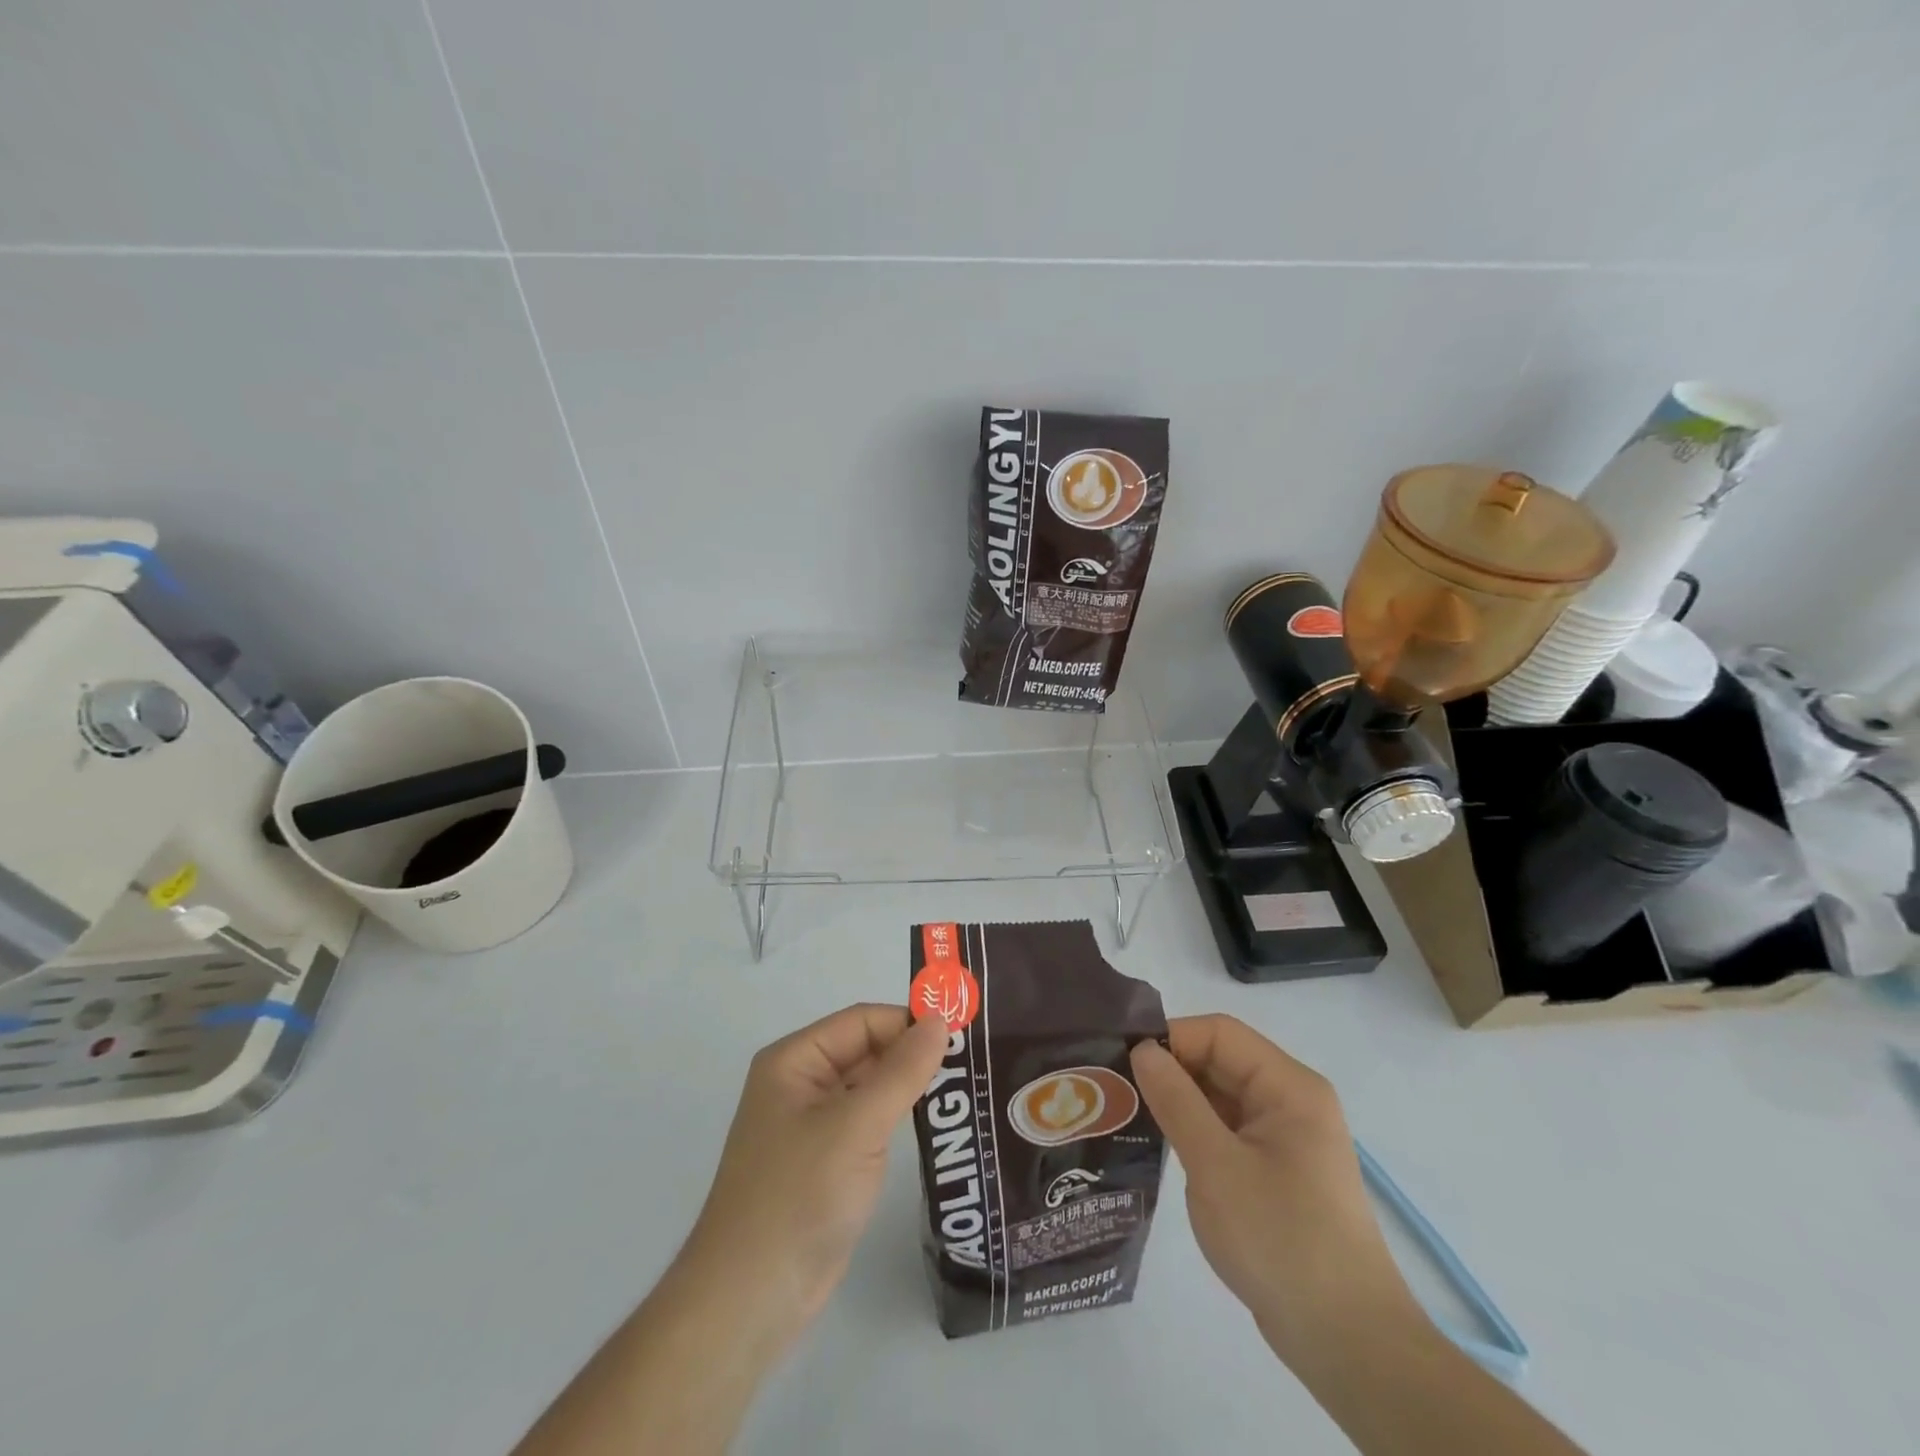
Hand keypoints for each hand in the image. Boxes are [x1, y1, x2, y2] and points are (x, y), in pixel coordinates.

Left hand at [680, 1003, 950, 1349]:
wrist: (750, 1301)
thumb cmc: (798, 1196)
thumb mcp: (856, 1125)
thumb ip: (902, 1070)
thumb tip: (941, 1021)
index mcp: (794, 1060)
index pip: (862, 1021)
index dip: (909, 1022)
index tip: (962, 1035)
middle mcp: (800, 1083)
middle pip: (866, 1049)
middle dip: (913, 1053)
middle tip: (974, 1061)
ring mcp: (813, 1124)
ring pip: (870, 1086)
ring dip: (910, 1085)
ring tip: (967, 1087)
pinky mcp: (826, 1161)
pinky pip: (869, 1122)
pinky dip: (899, 1117)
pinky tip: (937, 1124)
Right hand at [1131, 1016, 1418, 1366]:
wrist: (1346, 1343)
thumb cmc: (1281, 1240)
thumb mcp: (1216, 1165)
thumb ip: (1176, 1100)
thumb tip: (1142, 1049)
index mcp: (1289, 1087)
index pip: (1220, 1034)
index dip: (1171, 1038)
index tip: (1124, 1062)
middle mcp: (1291, 1101)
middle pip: (1220, 1061)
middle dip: (1170, 1070)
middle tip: (1115, 1087)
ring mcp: (1285, 1138)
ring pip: (1220, 1096)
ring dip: (1178, 1102)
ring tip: (1127, 1113)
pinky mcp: (1276, 1171)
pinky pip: (1227, 1130)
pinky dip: (1194, 1131)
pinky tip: (1160, 1146)